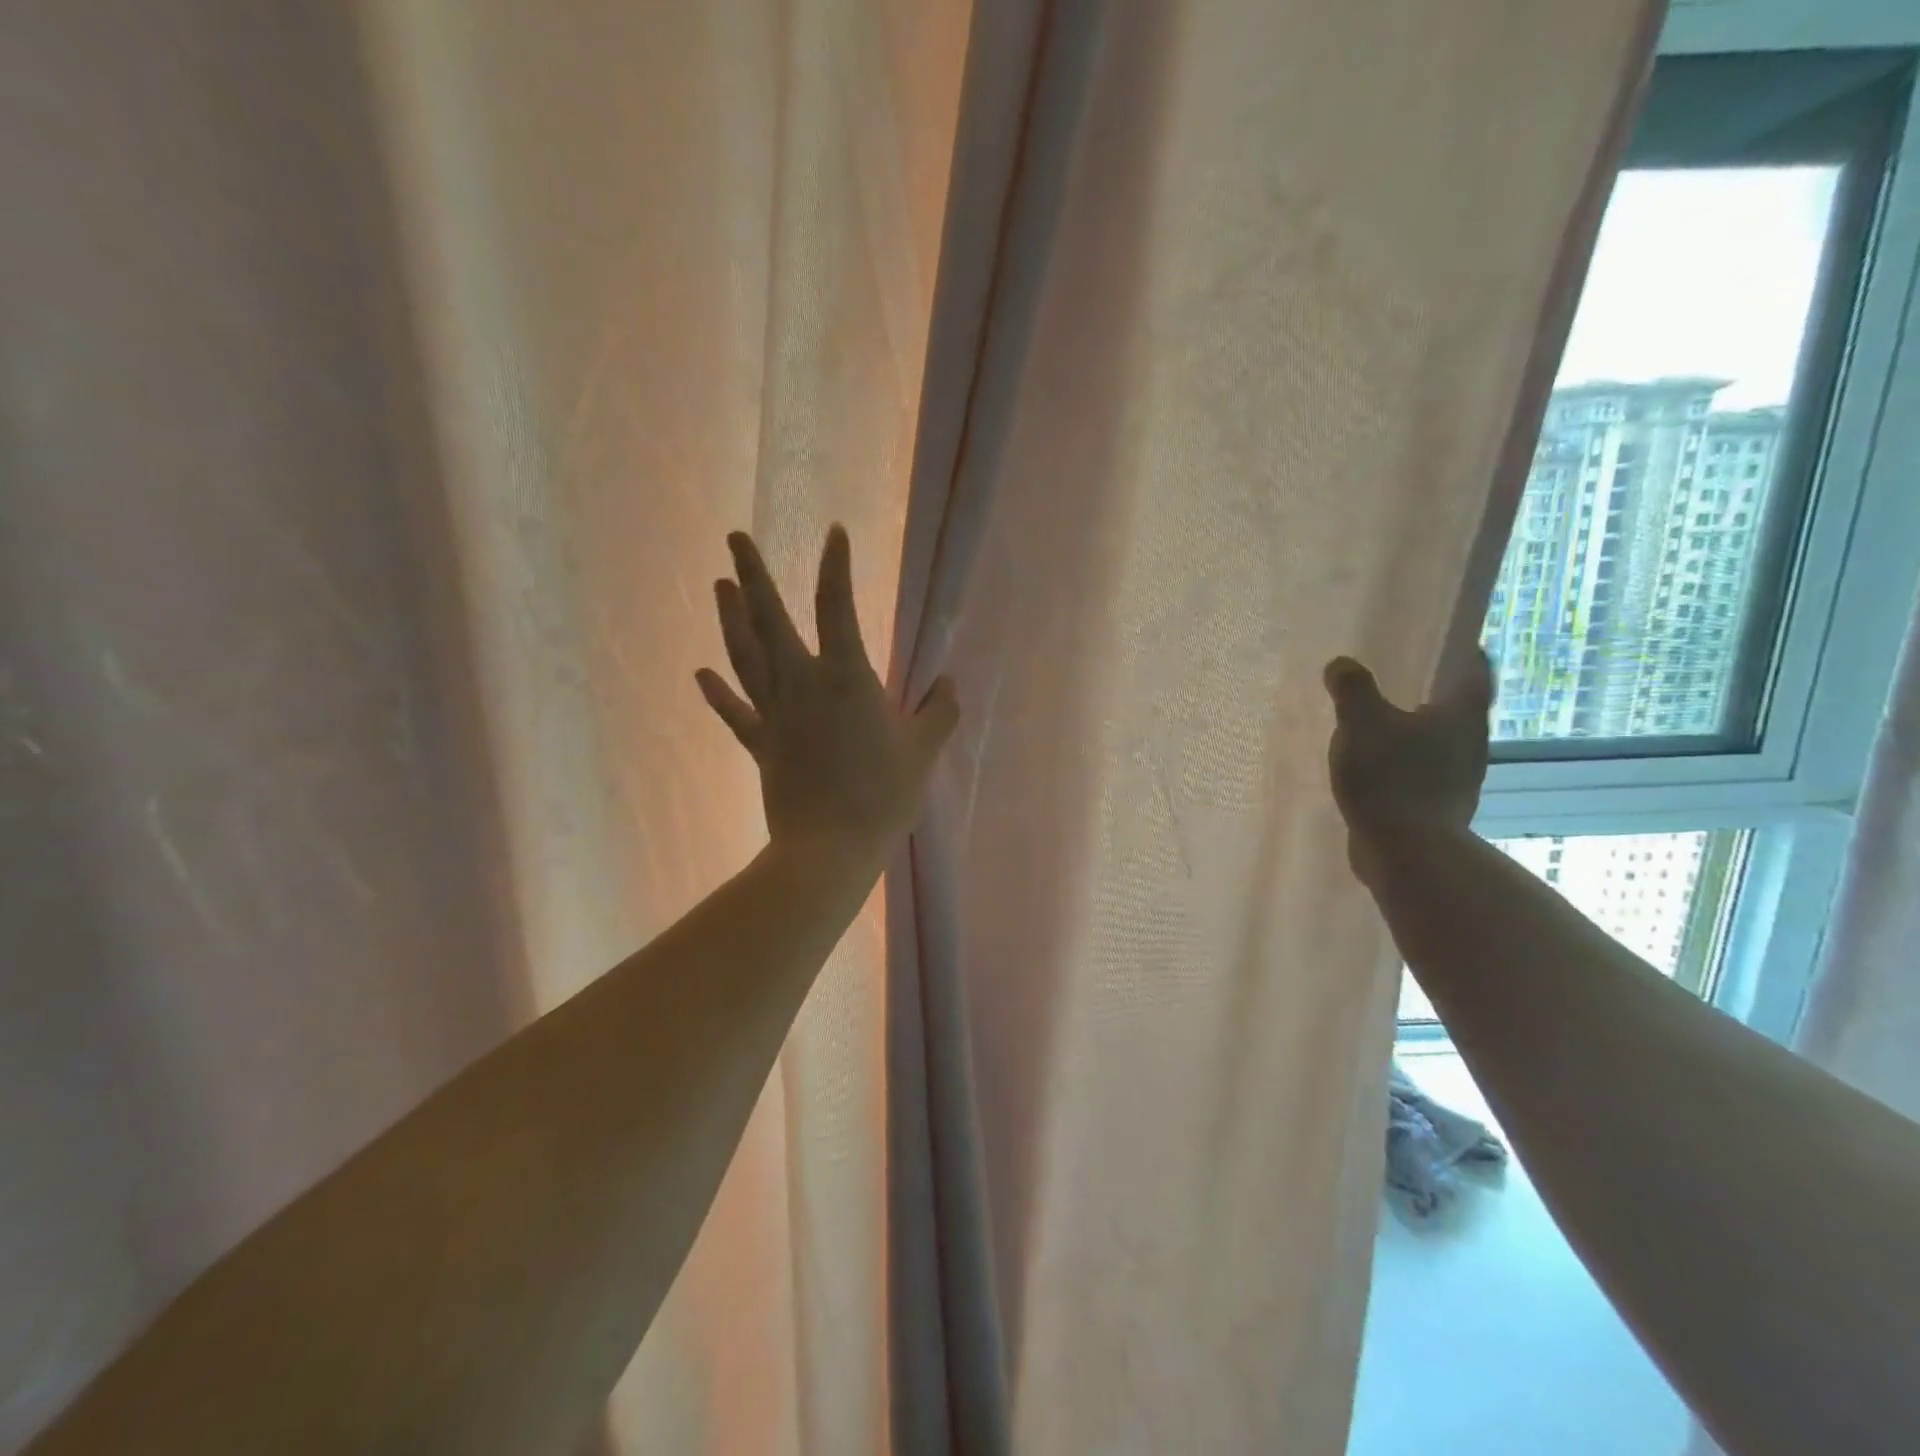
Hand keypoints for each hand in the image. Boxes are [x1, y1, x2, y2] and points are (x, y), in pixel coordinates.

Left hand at [697, 527, 959, 864]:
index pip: (836, 607)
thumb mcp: (923, 750)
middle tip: (735, 537)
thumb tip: (949, 684)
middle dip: (752, 575)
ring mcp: (774, 714)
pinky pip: (735, 714)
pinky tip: (701, 673)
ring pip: (744, 656)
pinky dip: (717, 693)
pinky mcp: (761, 745)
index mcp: (844, 677)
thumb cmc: (882, 794)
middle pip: (769, 620)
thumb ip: (940, 711)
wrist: (831, 847)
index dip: (835, 566)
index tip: (833, 533)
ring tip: (718, 585)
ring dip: (729, 618)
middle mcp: (800, 684)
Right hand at [1323, 652, 1493, 881]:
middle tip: (1395, 678)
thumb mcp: (1361, 722)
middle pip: (1455, 707)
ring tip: (1376, 724)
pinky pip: (1420, 773)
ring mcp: (1457, 780)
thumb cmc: (1391, 777)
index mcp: (1462, 715)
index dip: (1461, 650)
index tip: (1440, 640)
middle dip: (1429, 693)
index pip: (1474, 669)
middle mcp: (1470, 743)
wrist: (1407, 852)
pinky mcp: (1437, 809)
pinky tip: (1373, 768)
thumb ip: (1352, 688)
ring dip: (1412, 732)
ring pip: (1437, 743)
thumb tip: (1342, 664)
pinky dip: (1402, 764)